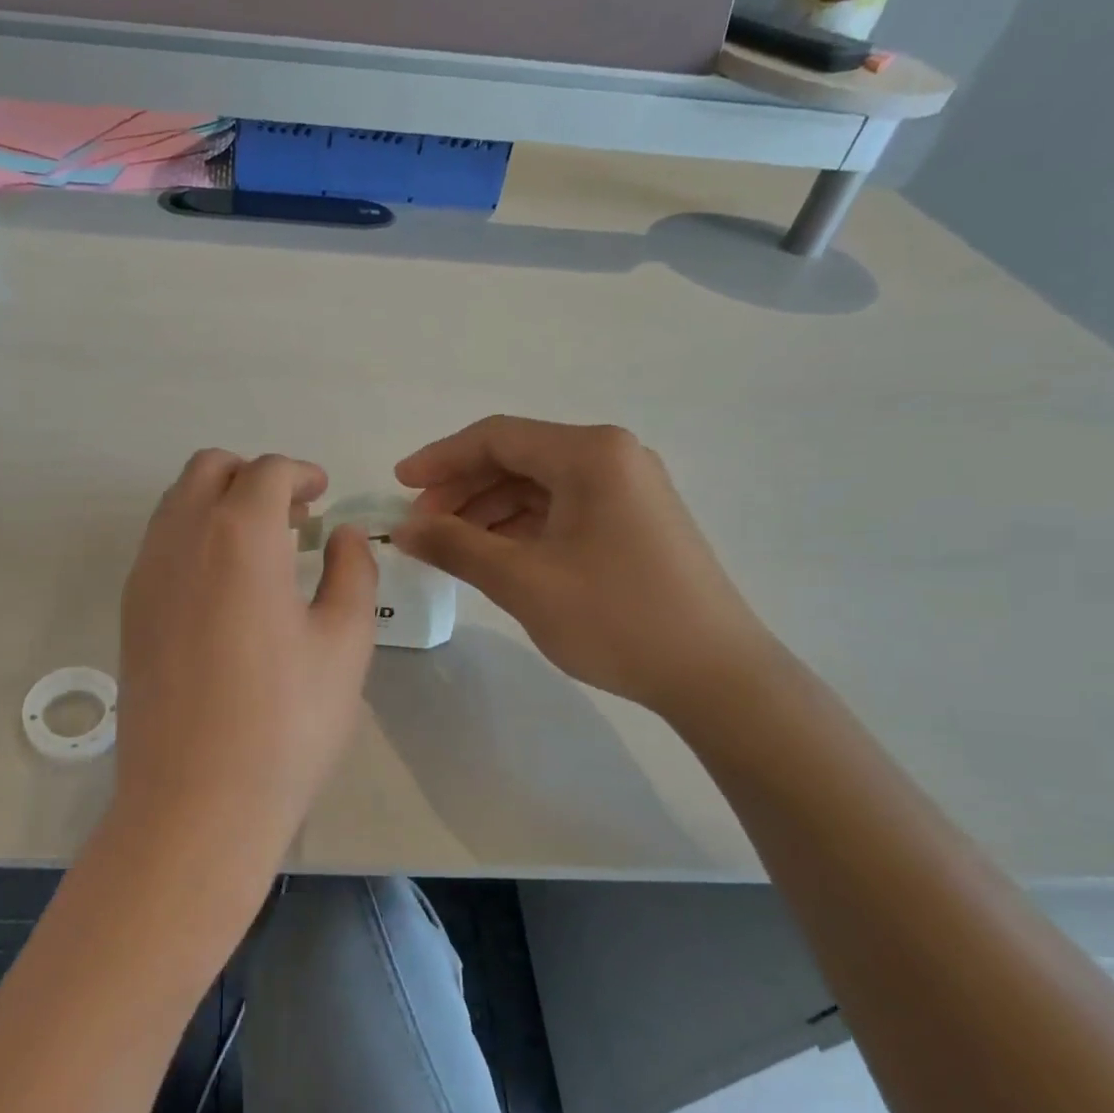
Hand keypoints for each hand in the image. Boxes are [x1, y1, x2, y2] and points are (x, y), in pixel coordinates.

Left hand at [116, 451, 377, 861]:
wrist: (195, 802)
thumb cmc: (286, 722)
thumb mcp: (345, 643)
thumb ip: (351, 572)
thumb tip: (342, 535)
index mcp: (239, 537)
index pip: (266, 472)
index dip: (301, 474)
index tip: (323, 495)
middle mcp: (181, 539)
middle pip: (209, 469)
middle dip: (254, 477)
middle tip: (292, 518)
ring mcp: (145, 575)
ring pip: (176, 502)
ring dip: (219, 502)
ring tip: (260, 549)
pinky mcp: (129, 611)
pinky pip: (159, 543)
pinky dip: (193, 536)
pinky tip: (223, 586)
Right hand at [392, 417, 775, 714]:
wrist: (715, 675)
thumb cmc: (616, 618)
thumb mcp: (523, 580)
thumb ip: (456, 546)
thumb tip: (402, 529)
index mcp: (590, 454)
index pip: (497, 437)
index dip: (440, 459)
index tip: (398, 485)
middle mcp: (612, 457)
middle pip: (517, 458)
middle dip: (462, 488)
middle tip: (421, 527)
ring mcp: (627, 490)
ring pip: (538, 486)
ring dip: (488, 511)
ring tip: (450, 547)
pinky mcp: (632, 521)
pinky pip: (561, 509)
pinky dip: (520, 527)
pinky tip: (493, 555)